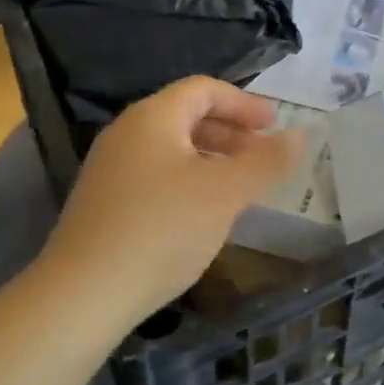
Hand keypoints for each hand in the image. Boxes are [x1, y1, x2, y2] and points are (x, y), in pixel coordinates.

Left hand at [39, 77, 303, 327]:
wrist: (82, 295)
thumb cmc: (162, 229)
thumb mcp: (225, 193)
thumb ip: (266, 161)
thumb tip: (301, 135)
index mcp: (153, 117)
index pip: (204, 89)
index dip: (243, 103)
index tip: (274, 125)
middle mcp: (127, 133)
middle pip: (186, 115)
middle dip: (230, 132)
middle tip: (262, 156)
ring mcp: (110, 168)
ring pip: (171, 148)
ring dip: (211, 159)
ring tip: (239, 187)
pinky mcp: (103, 202)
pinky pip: (155, 174)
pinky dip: (187, 180)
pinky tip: (202, 215)